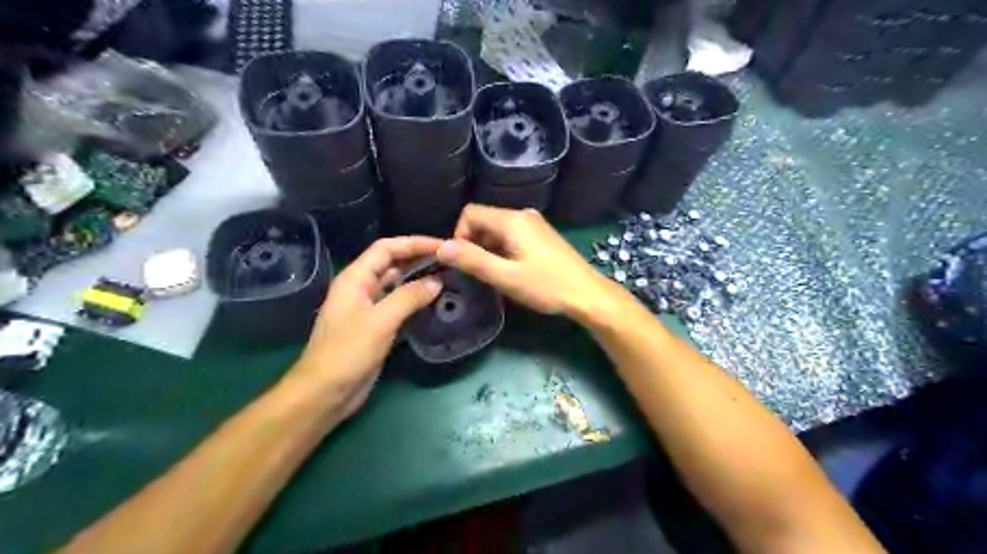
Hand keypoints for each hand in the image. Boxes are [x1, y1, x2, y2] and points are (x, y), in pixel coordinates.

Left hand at [283, 235, 441, 420]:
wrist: (326, 393)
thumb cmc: (347, 352)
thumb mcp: (380, 321)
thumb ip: (409, 297)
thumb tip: (437, 282)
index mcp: (355, 278)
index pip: (387, 248)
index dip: (414, 243)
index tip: (442, 246)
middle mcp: (362, 288)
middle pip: (393, 263)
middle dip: (419, 259)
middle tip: (450, 261)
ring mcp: (369, 308)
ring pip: (397, 285)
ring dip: (419, 279)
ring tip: (448, 277)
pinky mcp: (377, 327)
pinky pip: (399, 305)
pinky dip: (416, 301)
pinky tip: (434, 303)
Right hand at [434, 205, 614, 322]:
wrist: (588, 294)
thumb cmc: (546, 286)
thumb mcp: (505, 276)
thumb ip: (472, 260)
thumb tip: (440, 247)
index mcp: (511, 220)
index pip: (470, 213)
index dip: (459, 236)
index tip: (465, 262)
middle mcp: (522, 214)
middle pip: (484, 220)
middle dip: (474, 243)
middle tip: (480, 272)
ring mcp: (535, 224)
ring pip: (498, 229)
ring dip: (488, 248)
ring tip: (496, 274)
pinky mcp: (542, 235)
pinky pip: (512, 235)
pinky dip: (503, 249)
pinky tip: (512, 270)